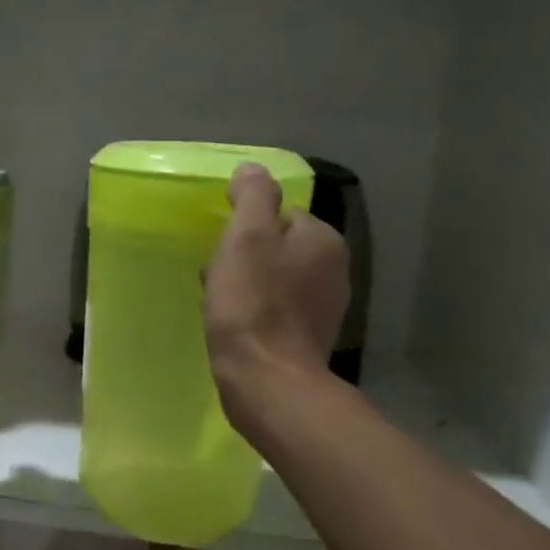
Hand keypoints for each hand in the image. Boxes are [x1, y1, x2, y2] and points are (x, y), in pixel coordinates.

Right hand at [203, 163, 350, 438]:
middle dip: (245, 257)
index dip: (245, 227)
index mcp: (322, 240)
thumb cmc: (252, 304)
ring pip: (275, 280)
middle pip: (278, 248)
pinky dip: (254, 312)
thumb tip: (253, 169)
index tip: (221, 248)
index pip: (281, 215)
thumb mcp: (246, 237)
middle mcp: (333, 270)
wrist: (267, 380)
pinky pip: (275, 311)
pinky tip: (233, 325)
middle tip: (216, 275)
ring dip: (246, 284)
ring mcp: (324, 308)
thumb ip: (253, 197)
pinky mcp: (307, 339)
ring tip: (218, 302)